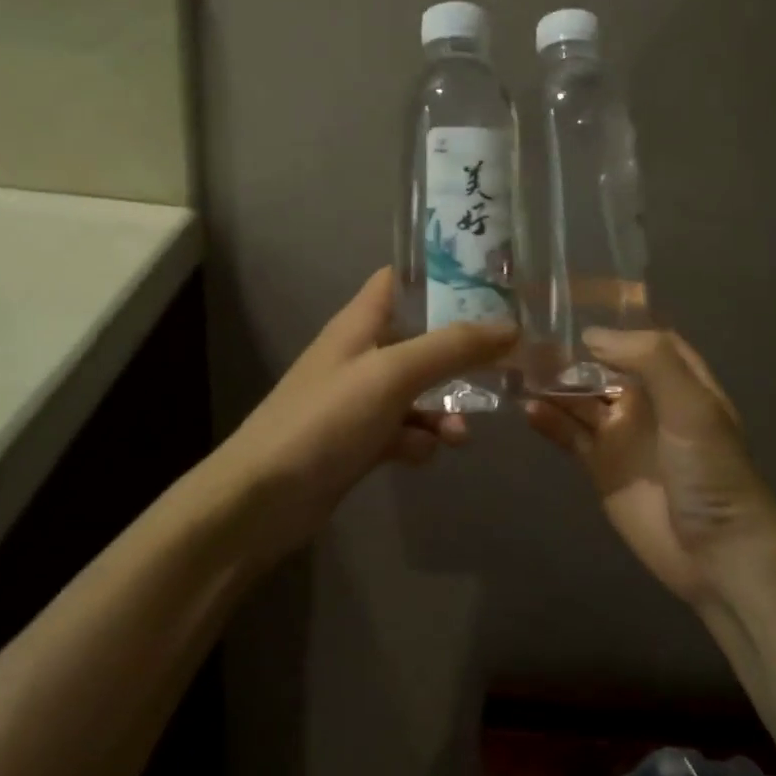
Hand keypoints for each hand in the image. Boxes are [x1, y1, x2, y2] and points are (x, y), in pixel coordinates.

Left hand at [211, 268, 515, 566]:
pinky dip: (420, 439)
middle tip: (507, 359)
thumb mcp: (393, 373)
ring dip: (446, 407)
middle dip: (462, 351)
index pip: (402, 279)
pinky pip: (406, 428)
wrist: (264, 499)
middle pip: (422, 337)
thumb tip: (511, 328)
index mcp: (361, 322)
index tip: (492, 283)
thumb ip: (453, 348)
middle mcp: (362, 353)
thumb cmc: (326, 419)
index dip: (444, 275)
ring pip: (420, 389)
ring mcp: (361, 398)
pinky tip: (421, 454)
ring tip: (460, 434)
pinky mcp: (362, 439)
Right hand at [527, 328, 775, 610]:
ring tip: (516, 368)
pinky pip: (569, 435)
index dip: (614, 326)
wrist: (715, 553)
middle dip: (571, 354)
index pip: (644, 341)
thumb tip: (591, 336)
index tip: (572, 310)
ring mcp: (622, 435)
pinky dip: (548, 421)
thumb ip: (649, 360)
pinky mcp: (600, 468)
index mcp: (677, 382)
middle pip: (603, 367)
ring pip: (581, 399)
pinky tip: (527, 408)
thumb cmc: (710, 471)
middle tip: (526, 338)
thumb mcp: (692, 406)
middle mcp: (647, 402)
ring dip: (553, 384)